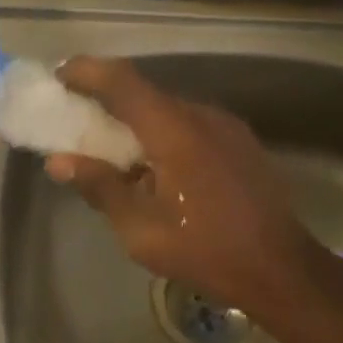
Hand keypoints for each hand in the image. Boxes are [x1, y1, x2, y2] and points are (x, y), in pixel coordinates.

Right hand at [46, 57, 342, 342]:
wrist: (283, 270)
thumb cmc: (205, 250)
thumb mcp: (140, 228)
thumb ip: (99, 186)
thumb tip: (58, 161)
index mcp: (173, 130)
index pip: (122, 81)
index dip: (86, 72)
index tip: (58, 76)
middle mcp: (201, 115)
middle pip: (143, 91)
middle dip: (106, 97)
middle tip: (76, 116)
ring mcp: (225, 126)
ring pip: (167, 108)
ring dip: (135, 118)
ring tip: (111, 146)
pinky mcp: (239, 142)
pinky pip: (188, 123)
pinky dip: (160, 131)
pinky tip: (153, 164)